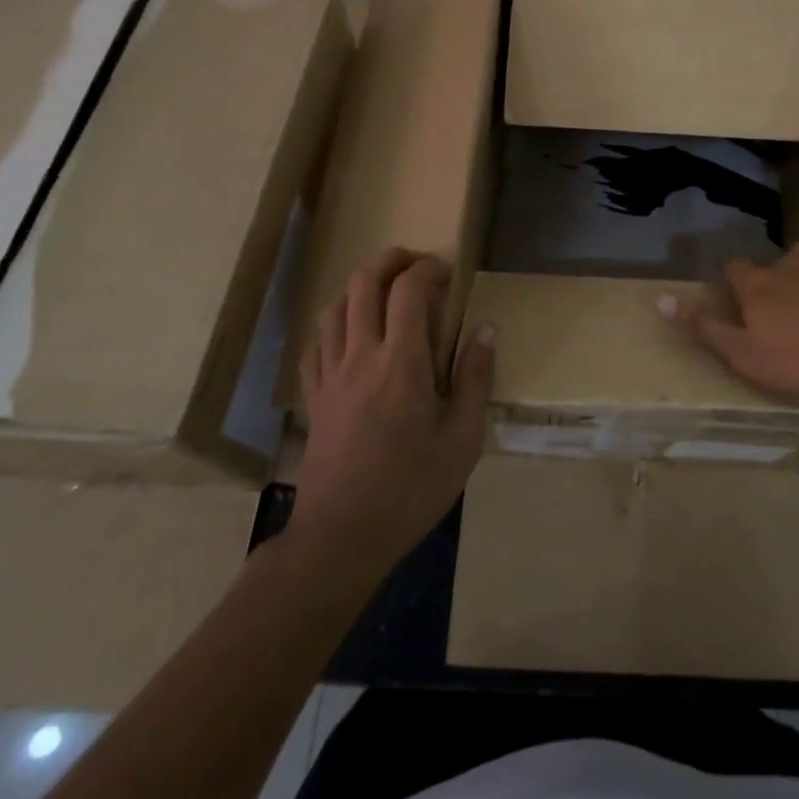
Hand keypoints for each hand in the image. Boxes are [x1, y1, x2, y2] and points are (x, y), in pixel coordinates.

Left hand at [289, 250, 494, 585]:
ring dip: (360, 287)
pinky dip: (334, 323)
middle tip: (416, 265)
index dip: (428, 269)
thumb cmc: (411, 490)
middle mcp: (360, 356)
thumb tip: (486, 330)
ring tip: (385, 293)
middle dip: (390, 260)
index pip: (408, 289)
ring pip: (334, 306)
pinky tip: (350, 334)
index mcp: (401, 362)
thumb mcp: (462, 440)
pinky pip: (315, 343)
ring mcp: (330, 375)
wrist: (341, 538)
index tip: (447, 273)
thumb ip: (475, 379)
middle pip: (363, 282)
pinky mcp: (313, 396)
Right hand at [663, 207, 798, 402]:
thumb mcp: (744, 354)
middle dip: (776, 279)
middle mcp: (788, 263)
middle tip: (785, 306)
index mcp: (758, 285)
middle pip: (775, 263)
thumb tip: (660, 299)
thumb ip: (704, 327)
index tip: (740, 298)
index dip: (736, 283)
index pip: (736, 271)